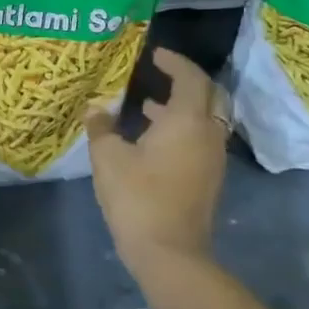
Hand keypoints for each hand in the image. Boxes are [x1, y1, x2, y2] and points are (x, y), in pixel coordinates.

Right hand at [85, 47, 229, 273]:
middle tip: (158, 74)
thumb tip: (96, 109)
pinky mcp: (208, 178)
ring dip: (182, 107)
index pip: (190, 77)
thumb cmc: (138, 196)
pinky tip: (151, 138)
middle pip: (208, 95)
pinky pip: (200, 139)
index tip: (154, 54)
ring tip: (147, 105)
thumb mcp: (108, 157)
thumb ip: (102, 127)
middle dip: (185, 81)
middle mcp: (207, 134)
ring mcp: (212, 158)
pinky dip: (182, 128)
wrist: (169, 253)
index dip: (174, 61)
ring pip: (204, 119)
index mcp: (187, 120)